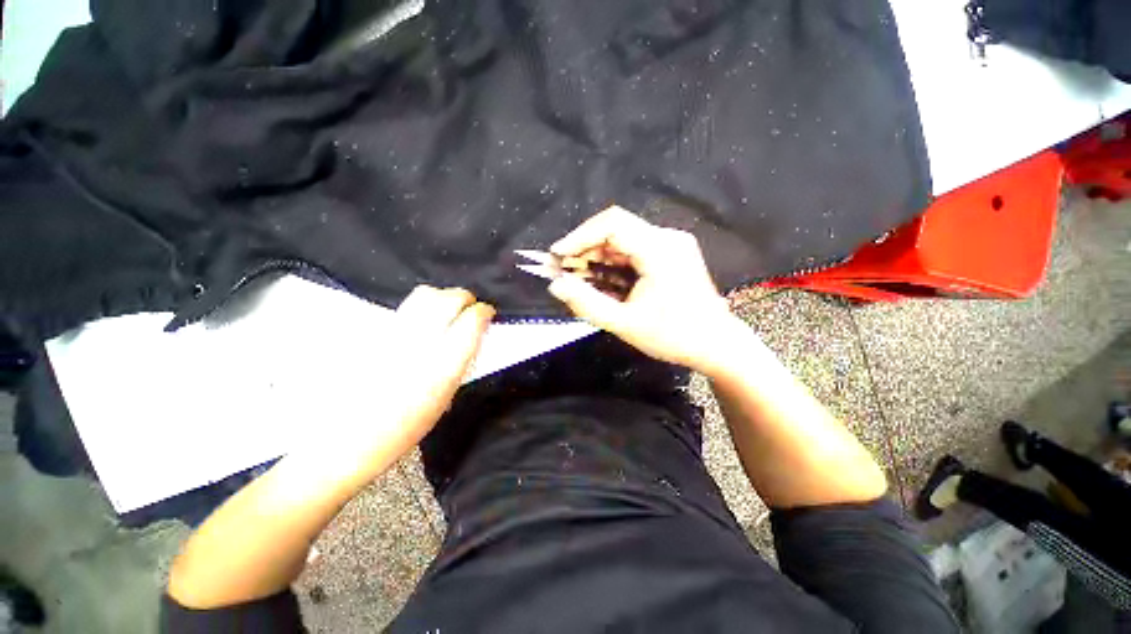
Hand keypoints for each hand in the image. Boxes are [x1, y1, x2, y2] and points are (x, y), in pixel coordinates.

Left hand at [296, 285, 493, 482]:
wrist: (341, 441)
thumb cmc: (401, 430)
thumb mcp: (444, 399)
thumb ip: (460, 363)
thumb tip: (473, 337)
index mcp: (443, 366)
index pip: (471, 320)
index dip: (484, 312)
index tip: (487, 314)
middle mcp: (420, 343)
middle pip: (449, 299)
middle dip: (465, 298)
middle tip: (470, 308)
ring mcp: (394, 333)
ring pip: (425, 295)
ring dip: (443, 297)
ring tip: (447, 310)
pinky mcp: (375, 331)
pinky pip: (406, 307)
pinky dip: (422, 306)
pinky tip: (422, 321)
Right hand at [548, 206, 756, 373]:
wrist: (716, 345)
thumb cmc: (674, 336)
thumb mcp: (625, 324)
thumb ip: (587, 303)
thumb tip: (555, 285)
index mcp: (660, 249)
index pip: (612, 224)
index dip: (579, 237)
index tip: (557, 256)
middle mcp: (667, 238)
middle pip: (616, 229)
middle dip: (585, 249)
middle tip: (562, 271)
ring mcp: (671, 244)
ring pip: (623, 240)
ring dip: (597, 257)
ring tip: (576, 277)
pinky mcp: (671, 254)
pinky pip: (634, 250)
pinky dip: (613, 263)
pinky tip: (600, 279)